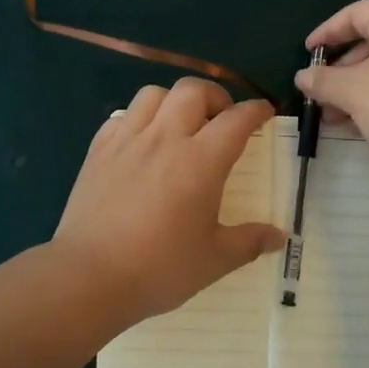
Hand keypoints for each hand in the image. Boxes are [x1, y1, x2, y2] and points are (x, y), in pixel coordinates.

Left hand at [54, 79, 284, 326]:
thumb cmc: (159, 268)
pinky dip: (138, 119)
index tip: (263, 112)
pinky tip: (141, 142)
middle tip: (220, 119)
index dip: (255, 111)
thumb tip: (279, 236)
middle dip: (214, 96)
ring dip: (173, 101)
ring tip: (179, 125)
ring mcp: (127, 141)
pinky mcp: (97, 151)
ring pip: (153, 94)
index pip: (236, 120)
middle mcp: (164, 139)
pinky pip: (121, 116)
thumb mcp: (214, 260)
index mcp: (200, 162)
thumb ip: (249, 242)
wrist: (89, 276)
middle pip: (192, 90)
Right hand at [296, 0, 368, 184]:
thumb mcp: (353, 92)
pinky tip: (368, 125)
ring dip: (361, 88)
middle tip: (321, 94)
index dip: (327, 32)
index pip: (356, 13)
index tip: (308, 53)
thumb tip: (303, 77)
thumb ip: (323, 81)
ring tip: (337, 119)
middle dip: (342, 70)